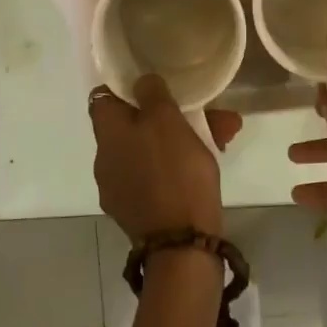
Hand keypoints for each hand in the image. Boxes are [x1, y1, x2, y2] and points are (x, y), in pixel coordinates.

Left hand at [90, 75, 239, 239]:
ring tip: (223, 134)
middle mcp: (105, 160)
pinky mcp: (138, 211)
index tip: (153, 83)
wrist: (181, 244)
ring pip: (151, 150)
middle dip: (167, 115)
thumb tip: (141, 82)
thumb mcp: (166, 119)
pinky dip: (178, 165)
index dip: (126, 86)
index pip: (103, 97)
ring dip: (181, 139)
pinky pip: (157, 175)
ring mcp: (120, 189)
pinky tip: (210, 161)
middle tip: (203, 112)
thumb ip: (152, 93)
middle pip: (133, 125)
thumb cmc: (173, 171)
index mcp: (107, 133)